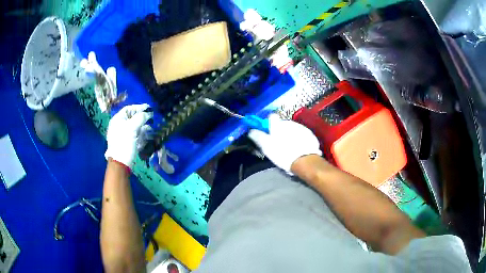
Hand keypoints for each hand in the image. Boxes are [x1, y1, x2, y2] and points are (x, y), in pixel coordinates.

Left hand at [105, 104, 152, 167]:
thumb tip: (148, 113)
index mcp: (117, 120)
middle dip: (142, 117)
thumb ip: (140, 118)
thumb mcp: (131, 127)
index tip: (149, 108)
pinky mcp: (128, 142)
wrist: (121, 162)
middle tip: (151, 117)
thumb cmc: (124, 143)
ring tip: (151, 126)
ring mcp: (123, 134)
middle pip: (132, 117)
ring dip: (143, 126)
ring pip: (135, 126)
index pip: (128, 109)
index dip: (138, 107)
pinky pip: (135, 134)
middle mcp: (120, 125)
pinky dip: (142, 133)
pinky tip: (148, 134)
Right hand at [248, 114, 321, 173]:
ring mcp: (301, 128)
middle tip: (277, 143)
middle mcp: (289, 123)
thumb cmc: (283, 153)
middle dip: (279, 131)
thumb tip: (251, 131)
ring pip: (292, 129)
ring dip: (289, 135)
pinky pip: (301, 134)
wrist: (305, 160)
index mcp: (277, 124)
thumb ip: (258, 137)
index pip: (271, 117)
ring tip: (288, 147)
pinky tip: (298, 149)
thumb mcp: (266, 147)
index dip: (268, 123)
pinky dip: (299, 139)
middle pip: (282, 124)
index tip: (266, 131)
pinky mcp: (309, 134)